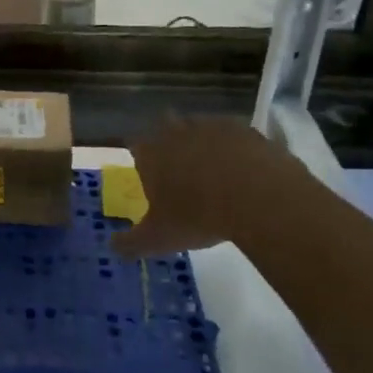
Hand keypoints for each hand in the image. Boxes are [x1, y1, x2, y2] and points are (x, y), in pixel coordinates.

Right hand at [111, 114, 301, 258]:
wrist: (259, 199)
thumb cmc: (198, 216)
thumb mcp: (158, 239)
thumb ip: (131, 243)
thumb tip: (113, 247)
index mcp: (151, 154)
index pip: (135, 144)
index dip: (140, 156)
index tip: (147, 171)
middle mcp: (178, 132)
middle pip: (166, 125)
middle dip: (170, 140)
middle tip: (179, 165)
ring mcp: (214, 127)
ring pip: (201, 126)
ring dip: (203, 141)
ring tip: (213, 167)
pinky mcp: (247, 130)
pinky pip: (235, 135)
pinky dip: (236, 148)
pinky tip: (243, 169)